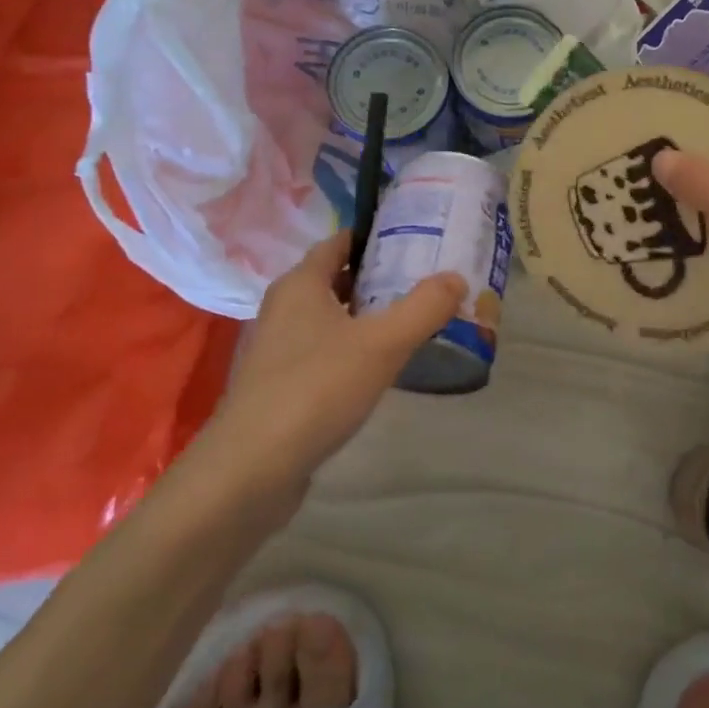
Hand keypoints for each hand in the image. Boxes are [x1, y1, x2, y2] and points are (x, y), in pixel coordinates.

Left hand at [201, 232, 466, 484]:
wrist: (251, 470)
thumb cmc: (316, 389)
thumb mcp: (382, 344)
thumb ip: (423, 307)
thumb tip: (457, 277)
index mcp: (300, 285)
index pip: (338, 242)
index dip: (374, 238)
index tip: (415, 240)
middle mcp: (282, 309)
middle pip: (334, 280)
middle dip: (376, 278)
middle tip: (423, 281)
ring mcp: (276, 350)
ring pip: (328, 319)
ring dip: (364, 317)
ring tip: (409, 322)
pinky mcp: (277, 387)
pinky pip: (321, 353)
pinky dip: (349, 350)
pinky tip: (378, 369)